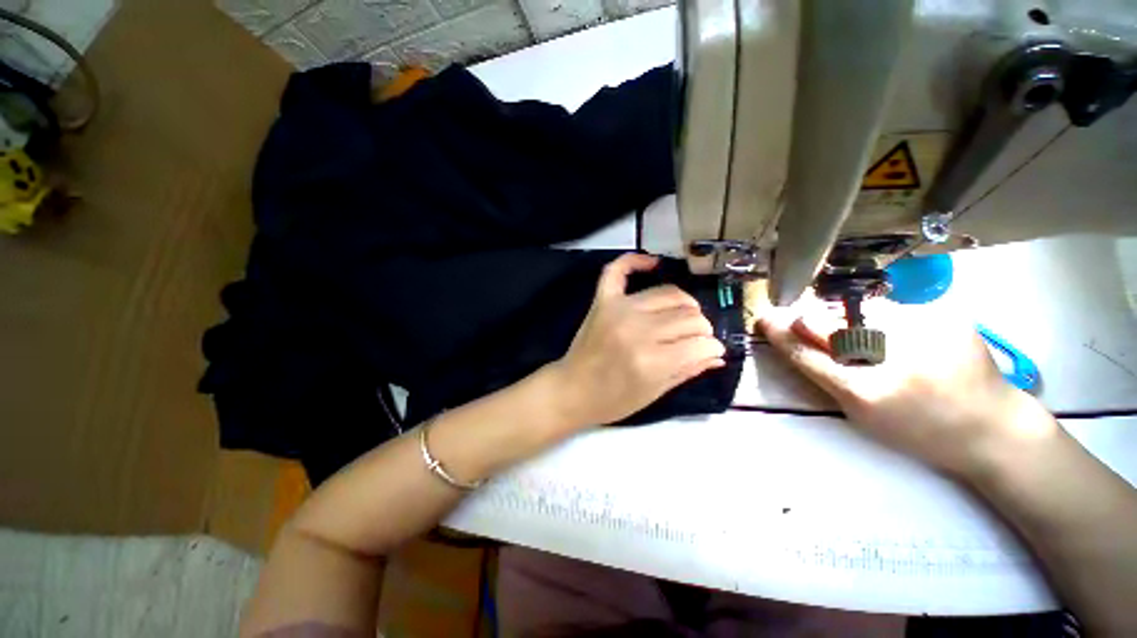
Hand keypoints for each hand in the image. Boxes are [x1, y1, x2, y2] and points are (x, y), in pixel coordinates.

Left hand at [551, 253, 725, 428]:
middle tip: (695, 339)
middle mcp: (638, 330)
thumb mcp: (654, 393)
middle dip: (701, 330)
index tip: (711, 351)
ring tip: (682, 317)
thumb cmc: (612, 400)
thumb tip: (718, 354)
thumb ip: (688, 370)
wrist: (572, 389)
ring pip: (669, 294)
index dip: (712, 348)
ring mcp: (619, 310)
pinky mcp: (603, 300)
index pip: (700, 344)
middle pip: (689, 317)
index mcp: (652, 361)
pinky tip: (653, 263)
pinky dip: (635, 261)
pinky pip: (618, 270)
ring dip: (685, 305)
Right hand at [757, 298, 1055, 476]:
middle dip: (815, 320)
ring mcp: (927, 327)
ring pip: (861, 310)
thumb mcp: (861, 411)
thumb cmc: (918, 428)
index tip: (764, 318)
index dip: (784, 333)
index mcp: (870, 391)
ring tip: (855, 331)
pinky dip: (878, 315)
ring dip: (846, 316)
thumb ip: (823, 370)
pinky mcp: (947, 312)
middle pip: (834, 322)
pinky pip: (892, 307)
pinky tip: (890, 331)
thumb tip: (792, 334)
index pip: (809, 353)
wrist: (991, 427)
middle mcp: (896, 354)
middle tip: (806, 323)